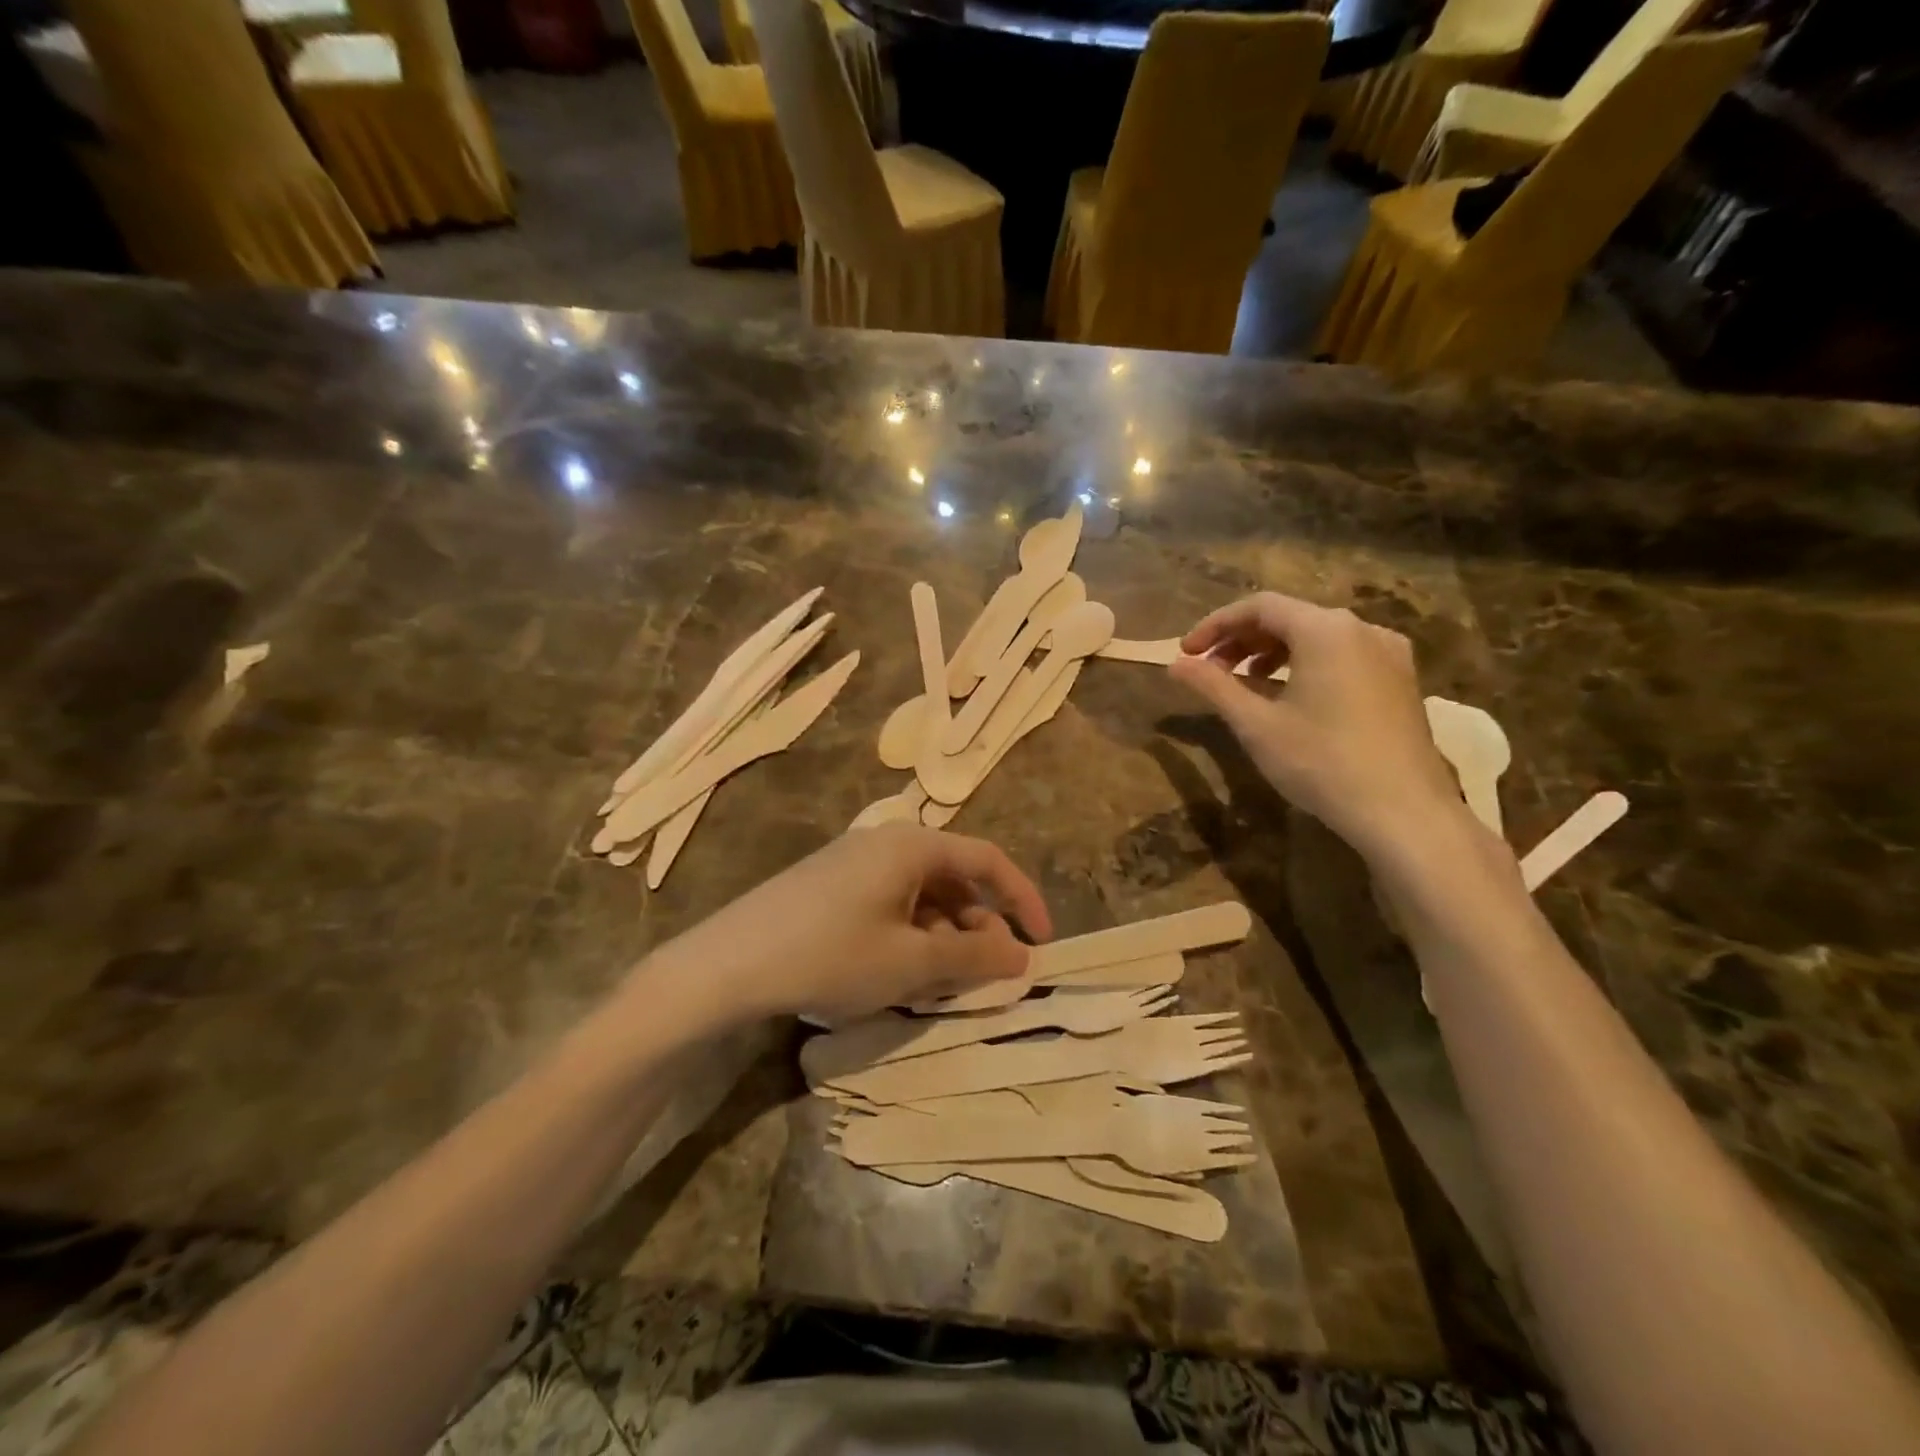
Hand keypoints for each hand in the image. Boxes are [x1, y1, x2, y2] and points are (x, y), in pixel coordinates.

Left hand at [646, 825, 1050, 1023]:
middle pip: (954, 880)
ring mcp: (853, 864)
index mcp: (913, 845)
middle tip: (985, 977)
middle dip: (979, 929)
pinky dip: (910, 937)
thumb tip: (1022, 957)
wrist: (725, 965)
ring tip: (941, 986)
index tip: (1042, 943)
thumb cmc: (830, 955)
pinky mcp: (829, 888)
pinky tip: (899, 975)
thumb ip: (973, 959)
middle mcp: (886, 843)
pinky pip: (890, 906)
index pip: (988, 861)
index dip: (1023, 900)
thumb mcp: (910, 963)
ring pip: (921, 897)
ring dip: (944, 938)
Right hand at [1168, 593, 1474, 864]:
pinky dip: (1306, 664)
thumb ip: (1213, 686)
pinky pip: (1343, 655)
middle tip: (1209, 670)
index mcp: (1325, 630)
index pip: (1259, 606)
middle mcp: (1361, 629)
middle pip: (1289, 617)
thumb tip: (1175, 665)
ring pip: (1317, 636)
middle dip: (1242, 639)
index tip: (1186, 652)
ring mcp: (1389, 654)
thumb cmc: (1322, 762)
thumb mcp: (1256, 724)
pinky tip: (1291, 696)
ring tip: (1244, 682)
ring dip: (1272, 652)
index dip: (1215, 624)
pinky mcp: (1401, 681)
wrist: (1404, 812)